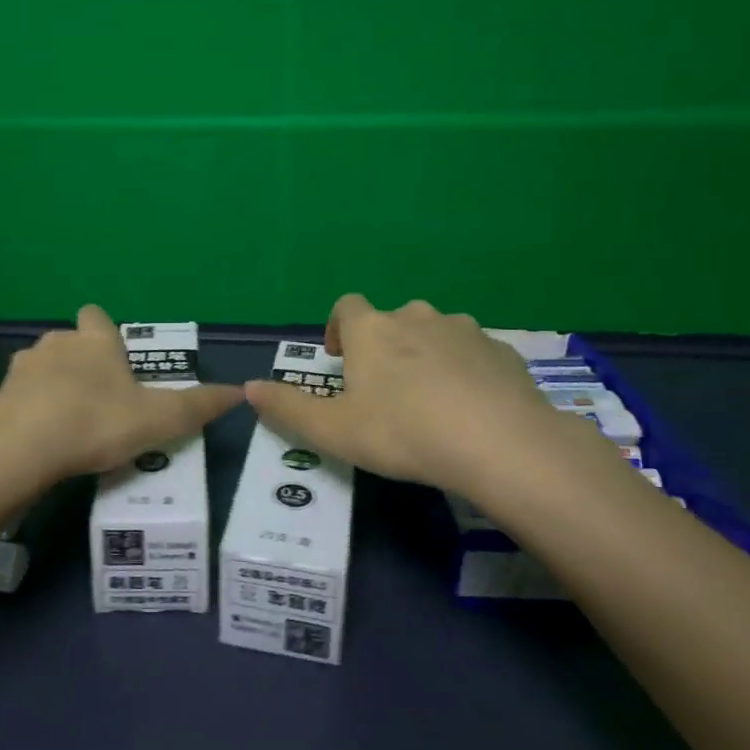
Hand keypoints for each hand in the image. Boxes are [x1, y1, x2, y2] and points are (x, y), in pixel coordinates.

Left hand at [0, 306, 243, 481]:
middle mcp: (56, 343)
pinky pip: (20, 396)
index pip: (97, 316)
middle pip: (70, 343)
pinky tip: (42, 440)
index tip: (116, 361)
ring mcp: (22, 368)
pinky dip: (31, 410)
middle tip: (101, 402)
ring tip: (70, 424)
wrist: (21, 449)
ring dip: (54, 387)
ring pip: (42, 368)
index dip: (105, 334)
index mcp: (94, 341)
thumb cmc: (96, 422)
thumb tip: (239, 391)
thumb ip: (198, 405)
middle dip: (83, 364)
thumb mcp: (158, 419)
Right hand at [243, 294, 627, 508]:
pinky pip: (473, 354)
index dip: (339, 328)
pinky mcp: (502, 351)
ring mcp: (464, 330)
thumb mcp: (334, 430)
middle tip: (383, 392)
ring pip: (435, 333)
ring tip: (429, 401)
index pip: (346, 306)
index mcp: (372, 330)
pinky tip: (469, 410)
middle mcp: (416, 316)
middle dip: (383, 347)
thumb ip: (287, 407)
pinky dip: (465, 371)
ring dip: (425, 356)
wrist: (500, 442)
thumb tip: (247, 388)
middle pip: (391, 320)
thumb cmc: (402, 432)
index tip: (342, 360)